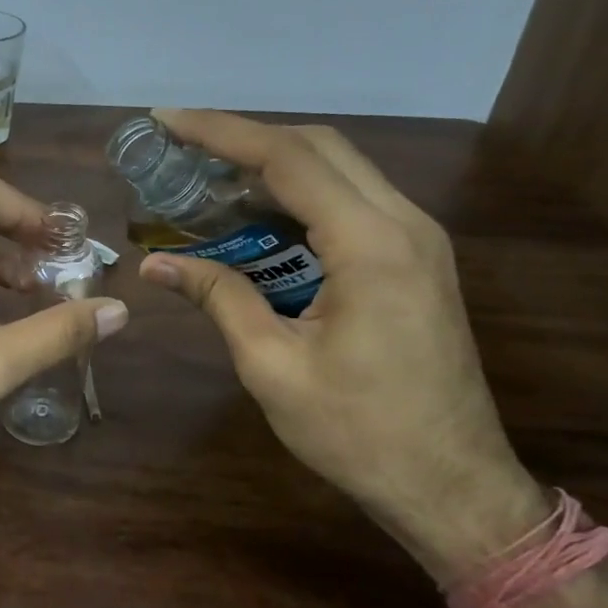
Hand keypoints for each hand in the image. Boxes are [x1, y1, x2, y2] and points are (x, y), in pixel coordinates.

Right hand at [136, 109, 545, 577]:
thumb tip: (155, 263)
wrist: (452, 486)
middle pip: (319, 147)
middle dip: (245, 137)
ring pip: (339, 170)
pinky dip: (299, 196)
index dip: (221, 133)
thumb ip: (218, 297)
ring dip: (272, 164)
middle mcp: (404, 224)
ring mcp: (418, 240)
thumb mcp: (271, 365)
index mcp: (371, 246)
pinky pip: (351, 203)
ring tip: (208, 178)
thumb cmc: (358, 433)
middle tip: (182, 147)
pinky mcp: (416, 260)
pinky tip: (256, 217)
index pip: (288, 160)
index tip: (167, 122)